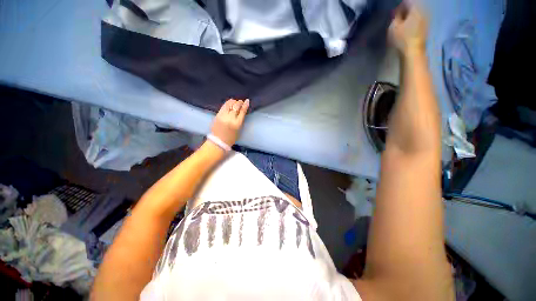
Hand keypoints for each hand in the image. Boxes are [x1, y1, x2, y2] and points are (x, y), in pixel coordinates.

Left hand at [210, 98, 249, 145]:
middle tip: (241, 102)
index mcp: (237, 123)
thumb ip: (240, 120)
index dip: (245, 105)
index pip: (242, 111)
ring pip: (229, 104)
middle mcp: (230, 118)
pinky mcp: (217, 115)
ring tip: (235, 102)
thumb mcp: (239, 129)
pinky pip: (223, 106)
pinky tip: (230, 103)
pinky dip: (227, 103)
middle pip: (236, 106)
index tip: (247, 101)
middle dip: (240, 103)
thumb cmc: (231, 138)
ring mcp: (223, 116)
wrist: (218, 141)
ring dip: (233, 102)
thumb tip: (241, 111)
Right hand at [388, 3, 427, 55]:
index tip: (394, 11)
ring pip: (416, 12)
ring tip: (402, 21)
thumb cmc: (402, 39)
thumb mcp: (393, 27)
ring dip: (409, 15)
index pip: (407, 1)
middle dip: (405, 9)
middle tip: (397, 15)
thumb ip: (396, 17)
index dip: (400, 5)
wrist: (413, 52)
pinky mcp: (425, 27)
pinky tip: (407, 26)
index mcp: (415, 8)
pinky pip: (418, 19)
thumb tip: (398, 12)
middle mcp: (423, 11)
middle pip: (413, 5)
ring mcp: (426, 19)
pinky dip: (412, 20)